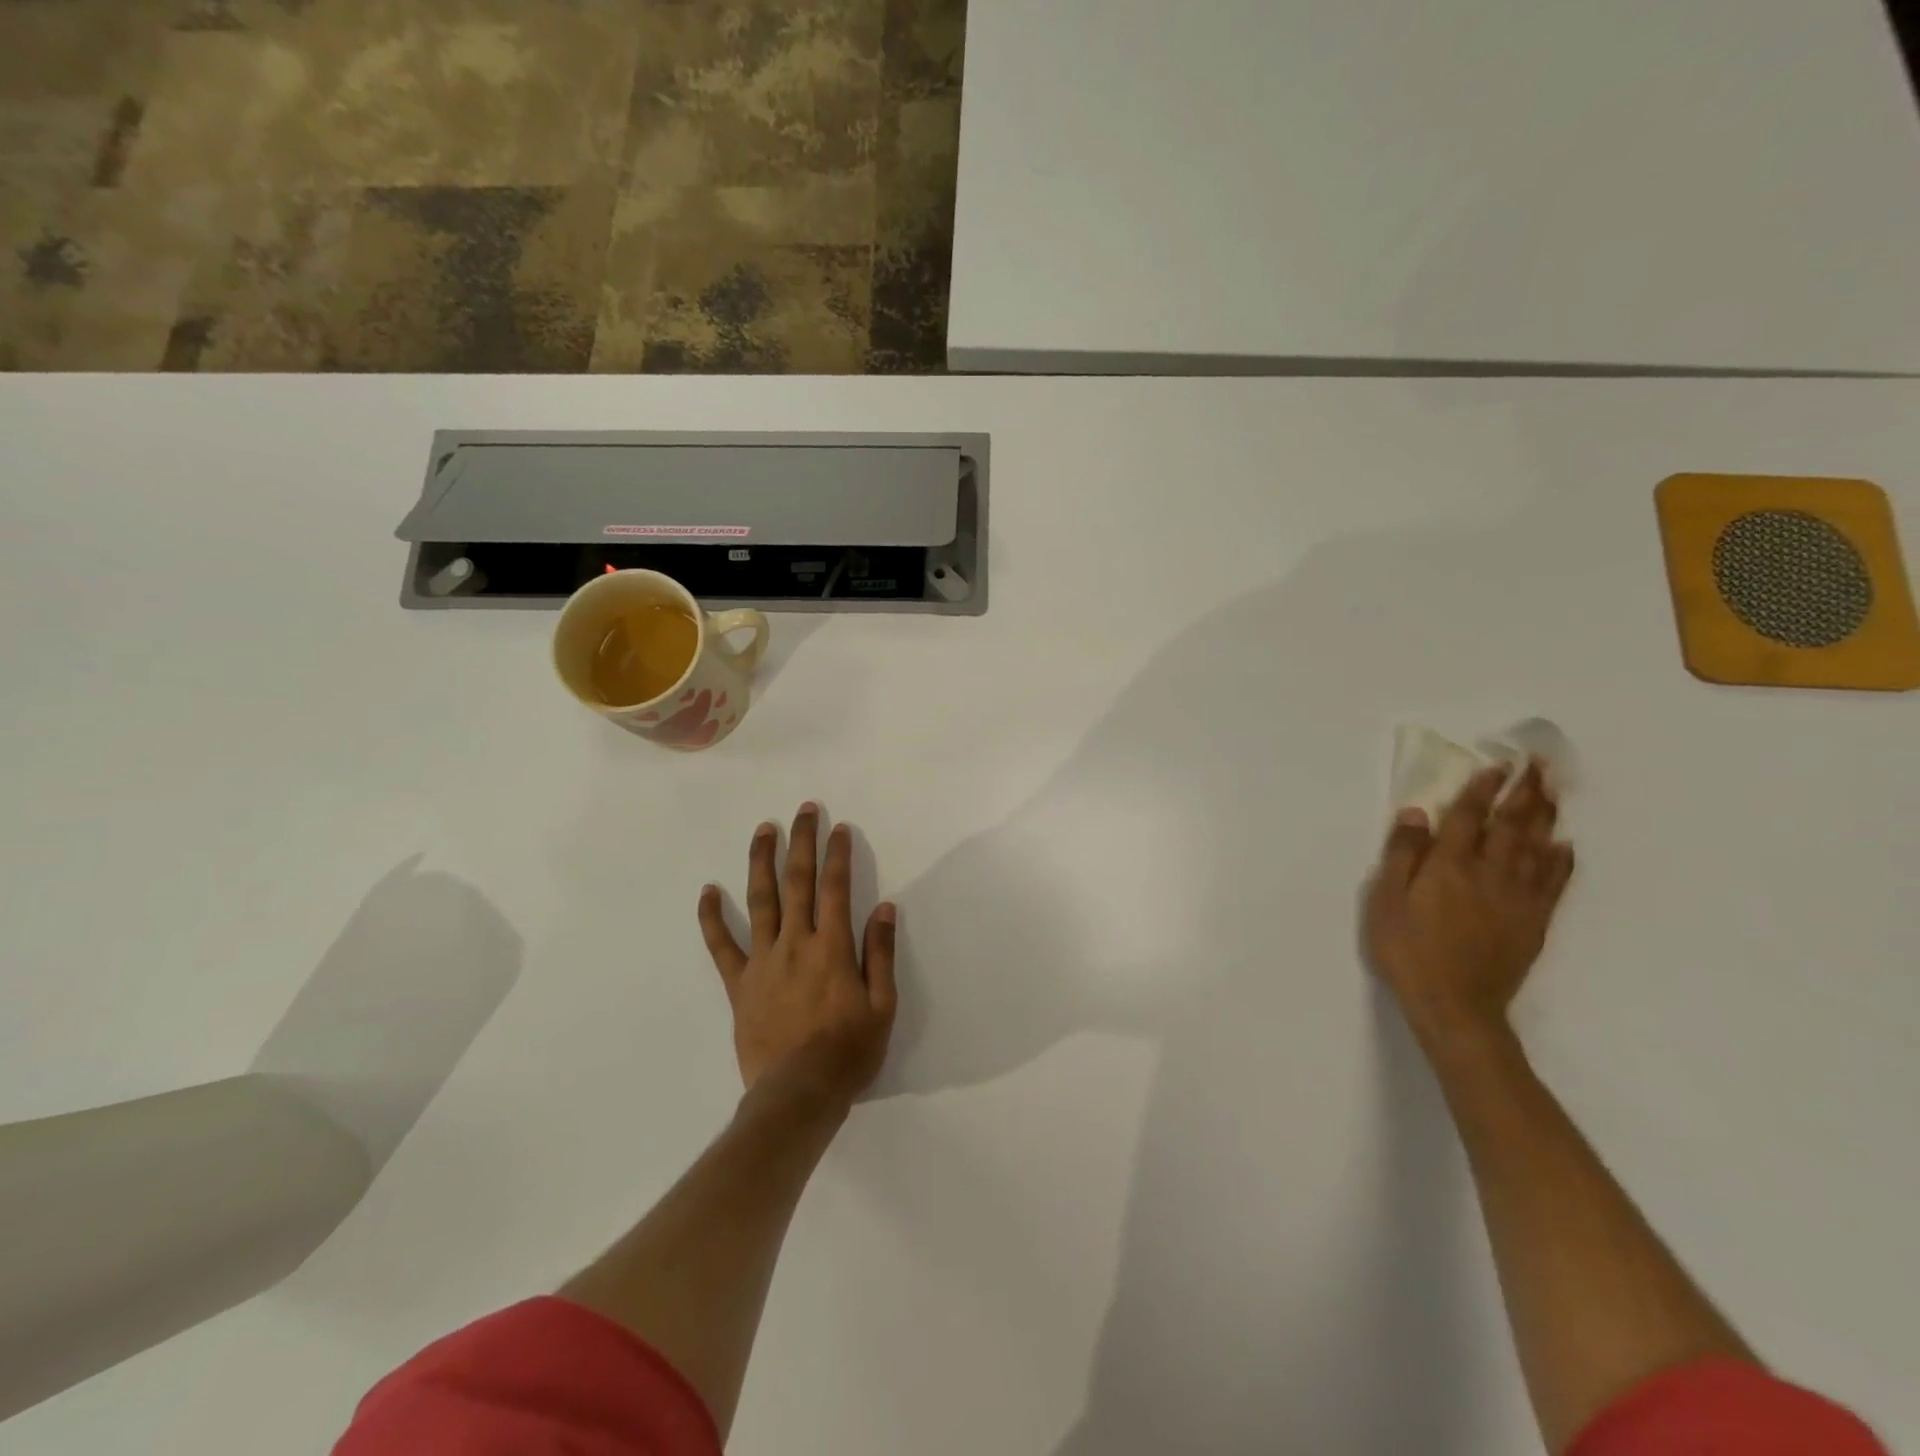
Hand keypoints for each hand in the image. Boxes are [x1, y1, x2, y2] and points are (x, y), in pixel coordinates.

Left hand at [697, 803, 897, 1110]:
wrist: (797, 1094)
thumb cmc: (848, 1052)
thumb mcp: (882, 1006)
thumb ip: (881, 954)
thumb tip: (885, 908)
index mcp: (832, 947)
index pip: (837, 888)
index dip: (839, 854)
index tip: (839, 828)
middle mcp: (795, 942)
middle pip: (798, 882)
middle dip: (802, 842)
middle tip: (804, 810)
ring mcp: (762, 960)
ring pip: (760, 900)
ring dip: (762, 861)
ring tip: (763, 829)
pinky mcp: (739, 983)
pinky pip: (721, 945)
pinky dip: (712, 917)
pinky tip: (707, 891)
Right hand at [1364, 761, 1575, 1052]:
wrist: (1455, 1006)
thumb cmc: (1407, 950)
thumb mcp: (1385, 901)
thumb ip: (1402, 855)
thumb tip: (1416, 813)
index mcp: (1448, 866)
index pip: (1468, 817)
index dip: (1482, 790)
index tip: (1497, 765)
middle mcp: (1488, 874)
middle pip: (1510, 826)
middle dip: (1524, 793)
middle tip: (1539, 765)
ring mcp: (1516, 898)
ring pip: (1536, 848)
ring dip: (1545, 816)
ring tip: (1553, 791)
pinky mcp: (1533, 922)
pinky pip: (1553, 883)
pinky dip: (1561, 860)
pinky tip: (1565, 844)